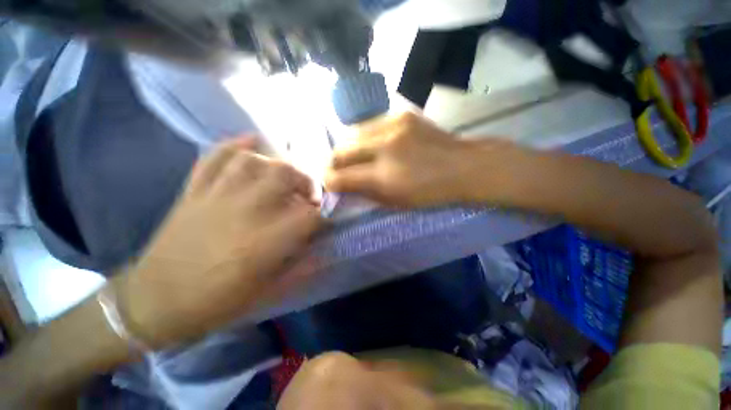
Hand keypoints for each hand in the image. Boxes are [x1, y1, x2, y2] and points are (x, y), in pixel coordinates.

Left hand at [118, 139, 322, 347]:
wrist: (155, 302)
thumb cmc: (217, 302)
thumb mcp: (269, 292)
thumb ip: (301, 268)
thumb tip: (323, 250)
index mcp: (266, 241)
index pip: (310, 215)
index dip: (322, 217)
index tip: (323, 223)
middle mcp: (246, 210)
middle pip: (286, 175)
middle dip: (305, 182)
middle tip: (307, 196)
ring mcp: (217, 196)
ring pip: (255, 161)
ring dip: (277, 165)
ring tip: (284, 177)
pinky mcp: (195, 191)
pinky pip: (215, 157)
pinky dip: (236, 145)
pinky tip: (251, 141)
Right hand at [325, 112, 508, 207]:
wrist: (464, 166)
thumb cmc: (431, 192)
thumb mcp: (396, 202)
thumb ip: (366, 193)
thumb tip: (343, 186)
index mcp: (384, 176)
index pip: (341, 177)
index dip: (329, 181)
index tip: (328, 183)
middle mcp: (384, 147)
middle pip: (342, 151)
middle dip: (334, 163)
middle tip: (337, 170)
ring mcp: (394, 126)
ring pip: (354, 134)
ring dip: (350, 149)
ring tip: (356, 157)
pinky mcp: (402, 115)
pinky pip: (372, 125)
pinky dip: (367, 138)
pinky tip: (374, 145)